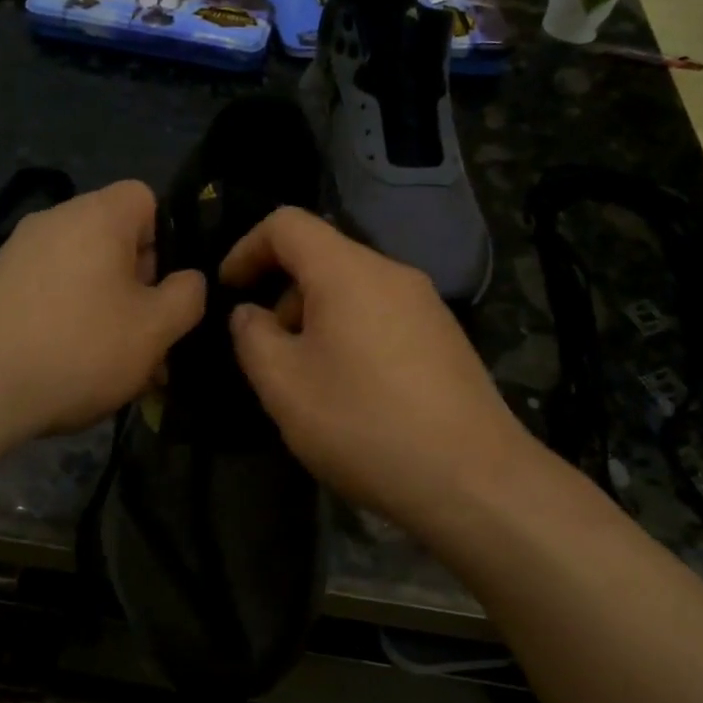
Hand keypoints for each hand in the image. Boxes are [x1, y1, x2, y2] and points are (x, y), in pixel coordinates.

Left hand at [0, 181, 204, 440]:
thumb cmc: (78, 349)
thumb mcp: (155, 329)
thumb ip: (188, 297)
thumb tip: (188, 280)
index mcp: (97, 215)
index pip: (146, 198)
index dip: (167, 240)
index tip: (165, 289)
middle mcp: (54, 221)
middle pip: (114, 240)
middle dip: (139, 287)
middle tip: (147, 341)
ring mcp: (15, 254)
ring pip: (83, 275)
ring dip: (106, 313)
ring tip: (113, 368)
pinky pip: (48, 294)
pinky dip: (67, 322)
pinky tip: (68, 370)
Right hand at [221, 208, 540, 541]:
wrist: (472, 478)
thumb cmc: (364, 424)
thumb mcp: (284, 385)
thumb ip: (252, 337)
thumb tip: (250, 314)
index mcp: (348, 271)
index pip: (287, 224)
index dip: (247, 247)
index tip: (229, 288)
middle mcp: (392, 273)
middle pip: (323, 257)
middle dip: (283, 293)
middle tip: (268, 351)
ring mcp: (426, 305)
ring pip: (354, 289)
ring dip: (317, 319)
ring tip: (309, 379)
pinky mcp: (445, 337)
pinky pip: (382, 315)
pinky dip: (351, 334)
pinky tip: (354, 392)